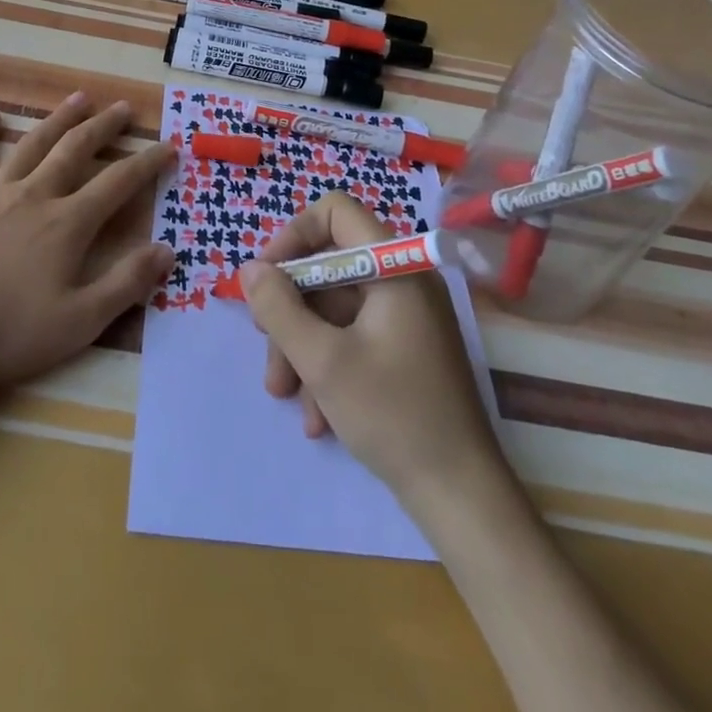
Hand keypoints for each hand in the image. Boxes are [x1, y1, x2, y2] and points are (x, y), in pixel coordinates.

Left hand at [0, 93, 176, 402]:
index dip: (147, 163)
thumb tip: (167, 250)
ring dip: (59, 119)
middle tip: (123, 107)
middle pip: (76, 150)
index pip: (118, 183)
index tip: (168, 146)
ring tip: (79, 98)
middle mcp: (35, 196)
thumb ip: (126, 284)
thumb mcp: (79, 322)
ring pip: (33, 145)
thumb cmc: (6, 334)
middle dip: (104, 127)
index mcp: (67, 224)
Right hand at [239, 193, 502, 510]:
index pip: (335, 213)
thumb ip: (279, 308)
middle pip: (329, 269)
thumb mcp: (322, 361)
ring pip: (335, 310)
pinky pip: (353, 338)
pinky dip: (328, 367)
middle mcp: (403, 282)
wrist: (462, 498)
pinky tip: (318, 417)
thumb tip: (250, 270)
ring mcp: (406, 318)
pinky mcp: (405, 351)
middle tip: (267, 349)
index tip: (266, 278)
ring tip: (285, 395)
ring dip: (303, 348)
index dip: (294, 236)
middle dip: (291, 311)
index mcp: (395, 267)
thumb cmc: (393, 416)